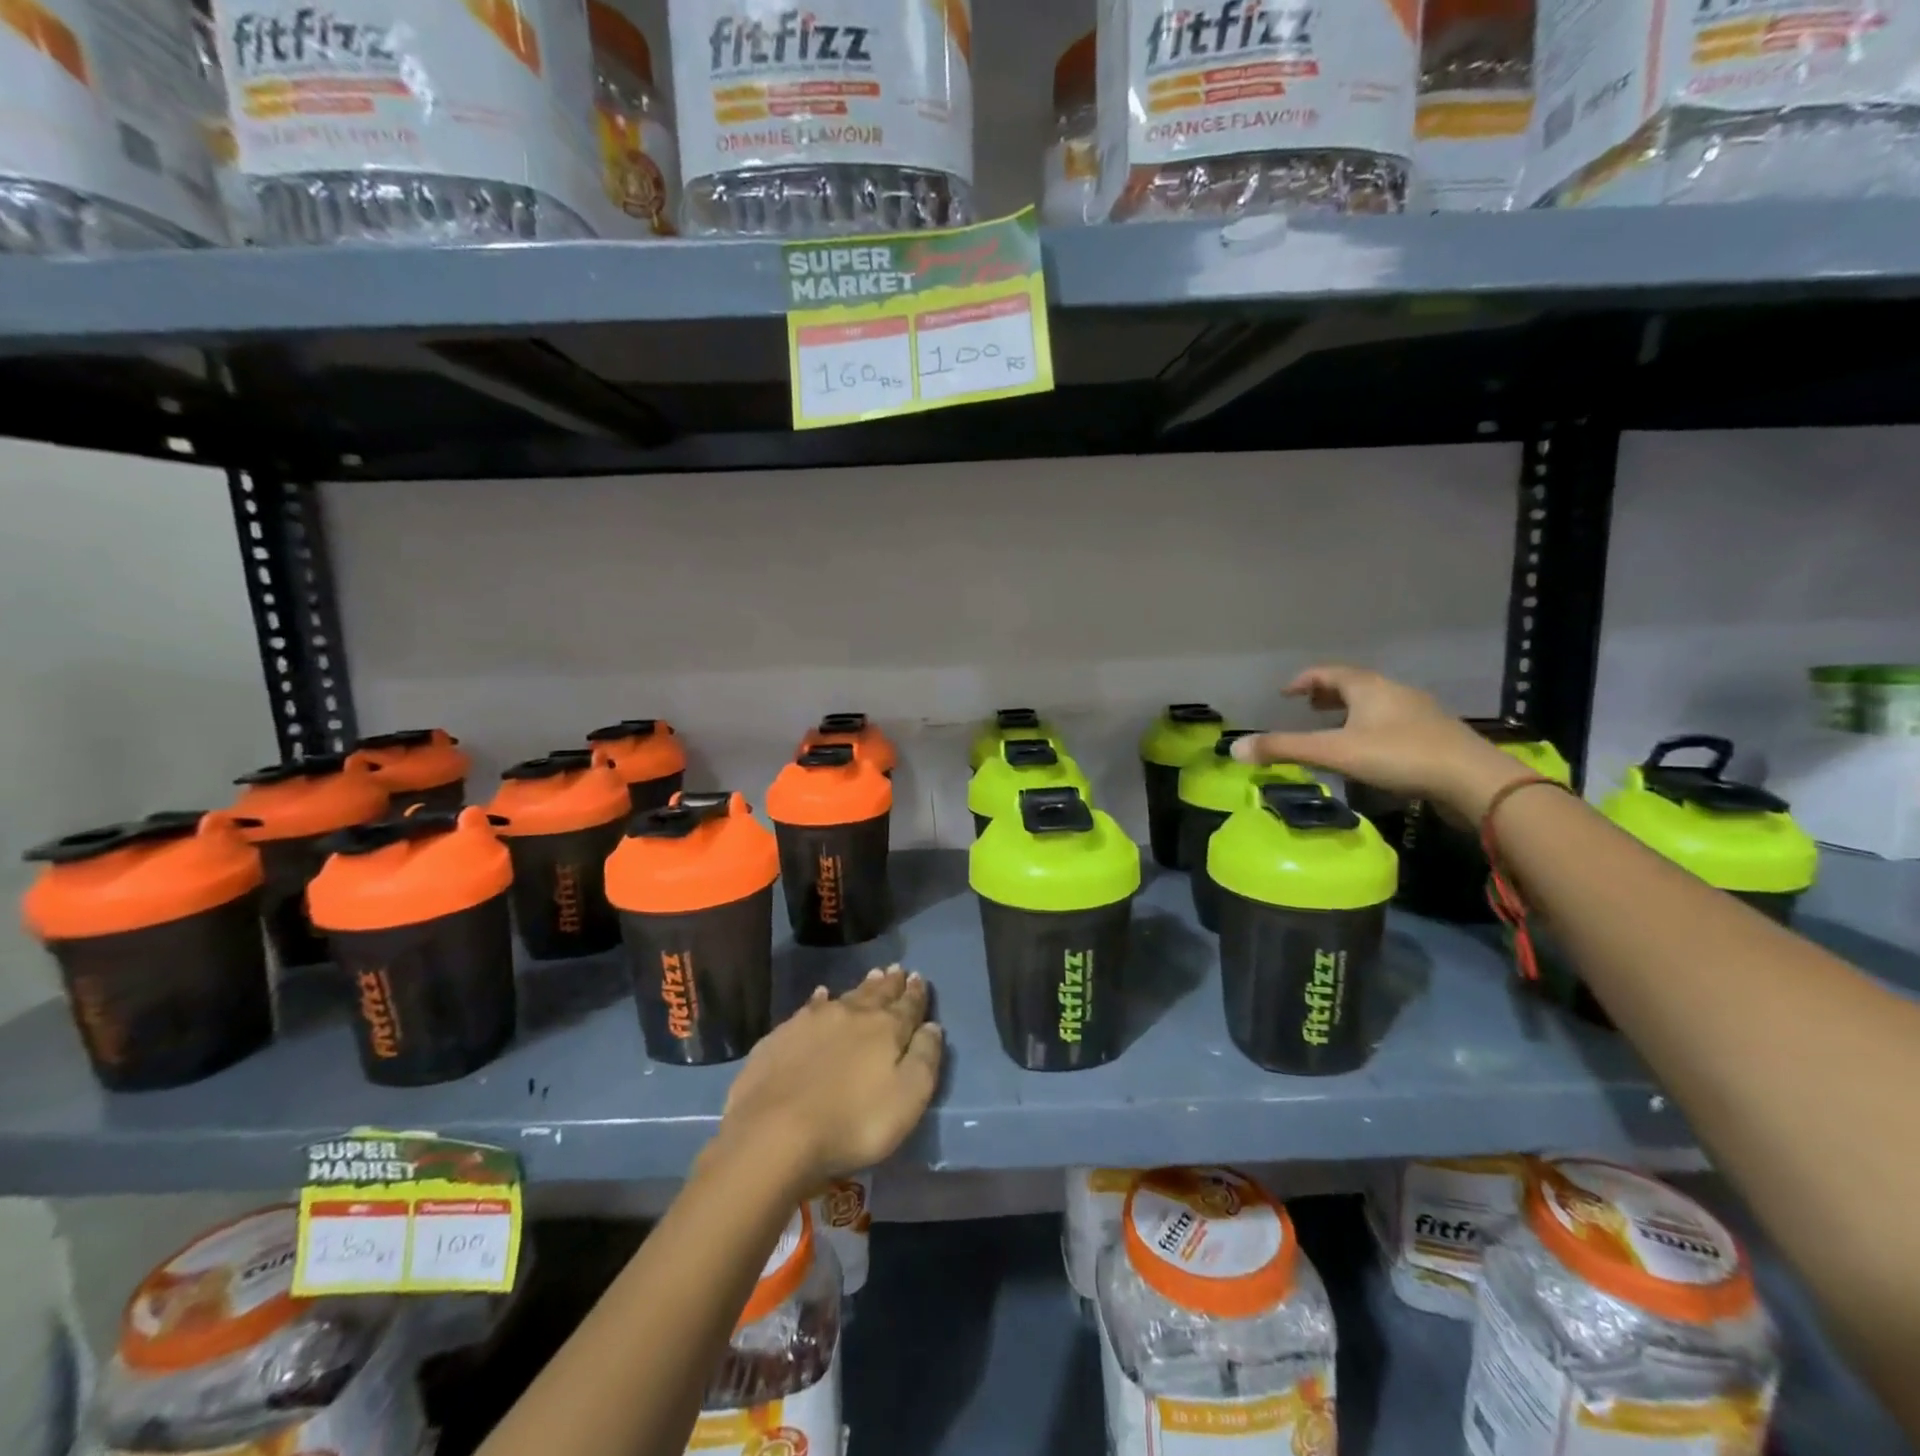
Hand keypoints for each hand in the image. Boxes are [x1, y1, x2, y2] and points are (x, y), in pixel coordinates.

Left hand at [713, 966, 942, 1195]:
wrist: (775, 1132)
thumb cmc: (852, 1122)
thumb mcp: (907, 1099)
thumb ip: (925, 1059)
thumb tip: (932, 1026)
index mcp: (885, 1029)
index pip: (907, 1005)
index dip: (916, 993)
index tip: (919, 977)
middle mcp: (852, 1015)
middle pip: (876, 994)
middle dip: (889, 983)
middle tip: (896, 969)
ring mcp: (813, 1021)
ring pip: (845, 996)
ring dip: (861, 987)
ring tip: (871, 976)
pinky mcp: (782, 1035)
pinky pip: (809, 1007)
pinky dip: (820, 999)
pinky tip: (820, 995)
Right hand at [1231, 665, 1529, 818]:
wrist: (1473, 780)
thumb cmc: (1399, 756)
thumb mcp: (1334, 752)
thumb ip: (1285, 749)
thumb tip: (1234, 749)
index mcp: (1369, 687)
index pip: (1329, 673)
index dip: (1304, 680)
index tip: (1285, 692)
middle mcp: (1394, 692)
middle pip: (1355, 685)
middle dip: (1328, 694)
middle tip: (1307, 706)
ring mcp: (1420, 714)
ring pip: (1376, 704)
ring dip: (1351, 711)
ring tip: (1334, 728)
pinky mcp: (1436, 737)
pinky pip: (1393, 723)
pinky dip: (1372, 728)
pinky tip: (1370, 751)